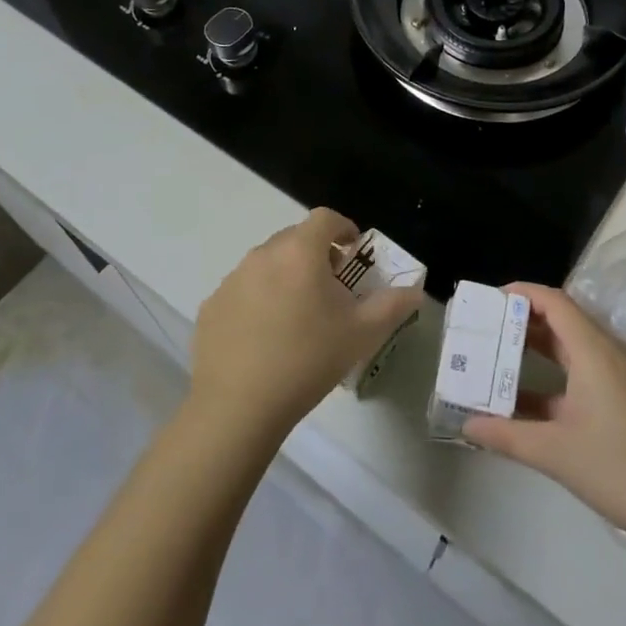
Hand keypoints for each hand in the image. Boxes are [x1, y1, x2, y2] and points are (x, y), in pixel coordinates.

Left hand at [189, 209, 423, 440]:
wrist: (239, 406)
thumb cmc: (308, 360)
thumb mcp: (362, 334)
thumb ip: (393, 304)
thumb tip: (415, 289)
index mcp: (300, 252)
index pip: (325, 218)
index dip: (343, 228)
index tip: (353, 253)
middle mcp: (262, 254)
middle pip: (295, 238)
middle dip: (316, 254)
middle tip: (331, 288)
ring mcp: (231, 279)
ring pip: (266, 264)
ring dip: (286, 276)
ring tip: (298, 316)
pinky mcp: (211, 305)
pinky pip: (242, 290)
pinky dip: (258, 300)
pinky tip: (265, 337)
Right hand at [464, 283, 625, 547]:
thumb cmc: (621, 469)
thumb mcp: (555, 453)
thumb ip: (507, 436)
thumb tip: (466, 426)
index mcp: (594, 351)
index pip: (554, 302)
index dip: (520, 294)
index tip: (488, 302)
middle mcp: (609, 353)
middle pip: (562, 319)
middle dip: (522, 320)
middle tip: (485, 329)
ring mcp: (621, 377)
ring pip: (573, 347)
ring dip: (537, 348)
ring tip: (499, 356)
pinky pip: (583, 371)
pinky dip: (554, 376)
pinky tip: (526, 401)